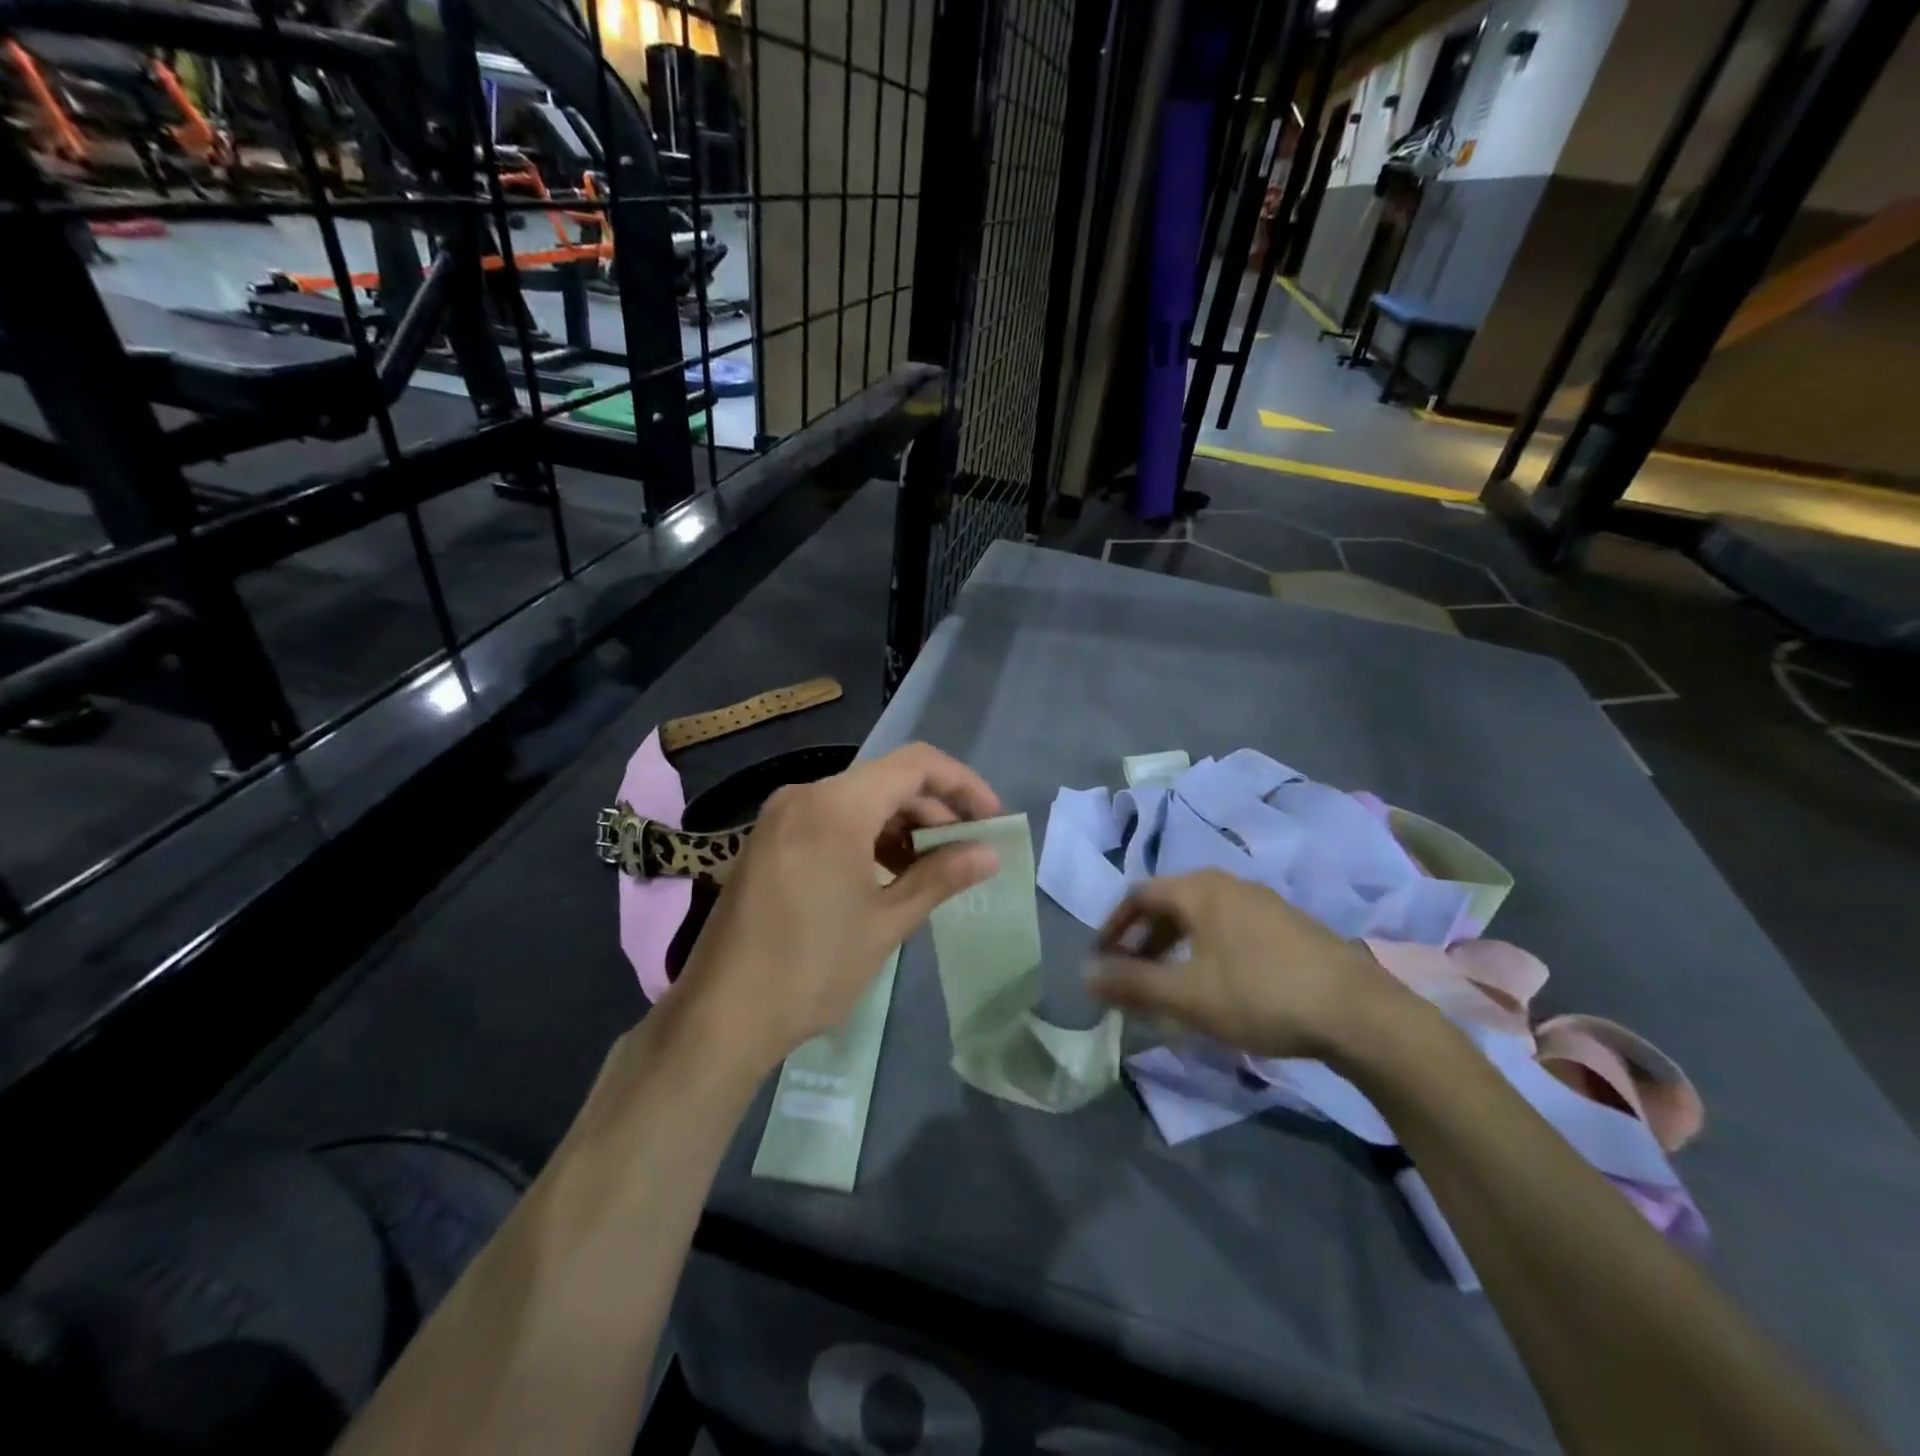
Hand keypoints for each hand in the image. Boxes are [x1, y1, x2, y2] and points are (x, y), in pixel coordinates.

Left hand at [677, 743, 1001, 1070]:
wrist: (720, 1016)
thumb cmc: (812, 968)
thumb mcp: (886, 922)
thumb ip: (941, 876)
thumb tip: (989, 854)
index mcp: (835, 806)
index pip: (915, 765)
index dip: (962, 784)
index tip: (991, 820)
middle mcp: (805, 795)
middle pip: (888, 782)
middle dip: (934, 812)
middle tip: (968, 852)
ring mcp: (781, 817)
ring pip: (860, 801)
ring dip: (902, 827)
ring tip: (933, 870)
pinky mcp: (769, 840)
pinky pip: (831, 820)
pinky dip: (868, 837)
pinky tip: (888, 875)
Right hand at [1086, 870, 1410, 1060]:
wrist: (1359, 1013)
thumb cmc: (1260, 995)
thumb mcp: (1186, 995)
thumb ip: (1131, 983)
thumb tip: (1085, 973)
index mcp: (1199, 889)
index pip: (1138, 896)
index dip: (1112, 928)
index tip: (1100, 961)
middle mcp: (1228, 884)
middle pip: (1169, 905)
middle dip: (1142, 941)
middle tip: (1131, 977)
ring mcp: (1263, 903)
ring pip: (1200, 919)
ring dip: (1174, 949)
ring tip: (1169, 986)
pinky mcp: (1289, 926)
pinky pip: (1229, 930)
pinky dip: (1205, 951)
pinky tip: (1216, 987)